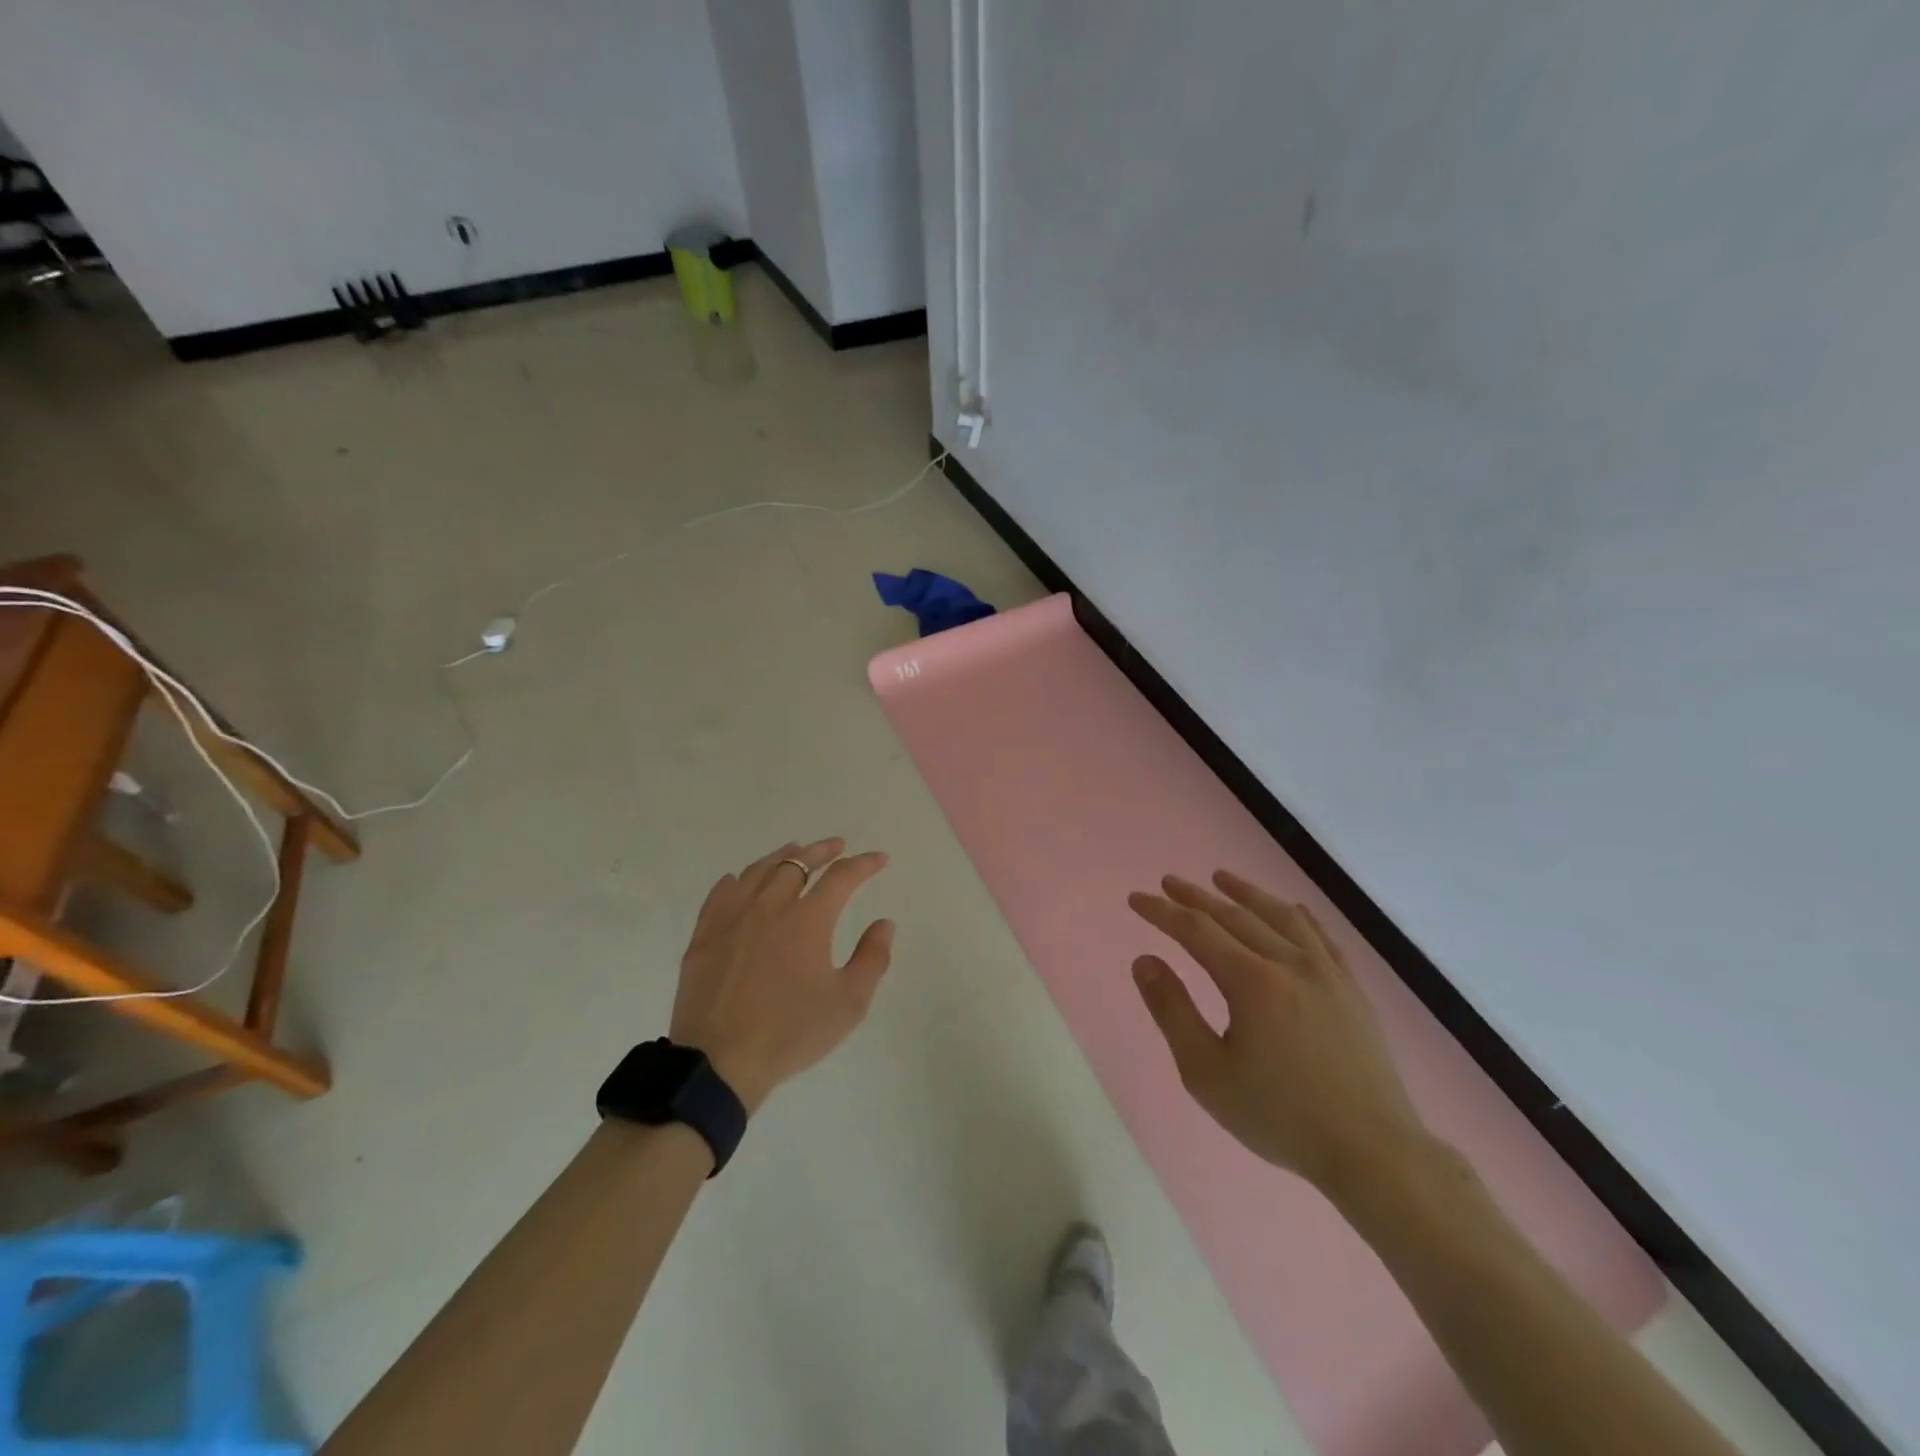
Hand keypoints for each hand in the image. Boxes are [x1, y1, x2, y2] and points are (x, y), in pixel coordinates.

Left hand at [671, 837, 892, 1112]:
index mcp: (808, 919)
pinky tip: (740, 880)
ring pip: (759, 871)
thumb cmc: (790, 1033)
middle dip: (822, 851)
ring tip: (795, 852)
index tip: (879, 859)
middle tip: (837, 847)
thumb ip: (872, 959)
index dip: (864, 864)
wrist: (719, 1063)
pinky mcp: (704, 935)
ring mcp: (732, 917)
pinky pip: (721, 893)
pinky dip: (737, 880)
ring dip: (782, 857)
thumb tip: (884, 924)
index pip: (842, 877)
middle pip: (798, 862)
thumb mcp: (848, 1004)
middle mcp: (770, 906)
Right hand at [1128, 871, 1425, 1197]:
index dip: (1162, 912)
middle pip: (1234, 916)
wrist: (1372, 1151)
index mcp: (1251, 981)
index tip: (1136, 899)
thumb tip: (1144, 961)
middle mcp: (1289, 963)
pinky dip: (1296, 915)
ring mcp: (1326, 973)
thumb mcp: (1207, 1072)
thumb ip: (1172, 1011)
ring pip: (1279, 916)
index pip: (1196, 930)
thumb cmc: (1280, 1115)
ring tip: (1221, 878)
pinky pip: (1320, 936)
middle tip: (1168, 882)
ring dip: (1245, 893)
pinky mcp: (1351, 989)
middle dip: (1196, 897)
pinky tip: (1288, 909)